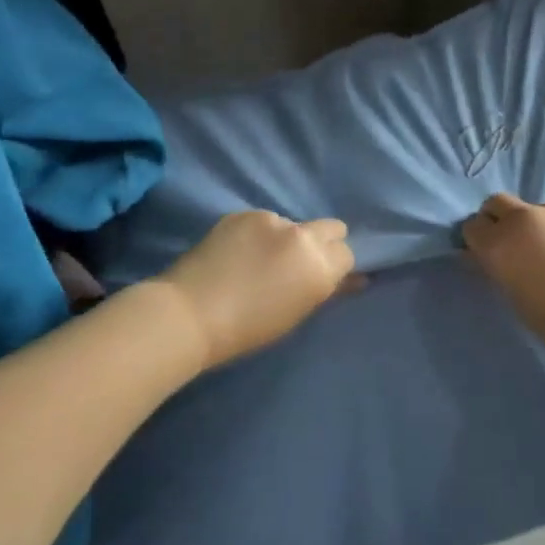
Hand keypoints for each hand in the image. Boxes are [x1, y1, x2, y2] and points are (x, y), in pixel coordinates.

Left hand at [159, 211, 357, 368]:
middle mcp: (302, 237)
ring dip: (285, 238)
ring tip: (257, 261)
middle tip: (298, 263)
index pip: (347, 253)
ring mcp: (272, 220)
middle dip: (323, 242)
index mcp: (319, 267)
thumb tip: (355, 279)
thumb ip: (327, 290)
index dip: (336, 265)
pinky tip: (237, 254)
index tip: (320, 277)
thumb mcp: (296, 314)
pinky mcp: (244, 214)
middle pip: (332, 227)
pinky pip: (263, 222)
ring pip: (293, 225)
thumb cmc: (247, 330)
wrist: (189, 315)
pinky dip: (258, 235)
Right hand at [460, 194, 544, 362]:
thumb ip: (499, 270)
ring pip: (539, 210)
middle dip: (501, 220)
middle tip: (519, 246)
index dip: (480, 241)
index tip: (491, 255)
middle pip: (498, 203)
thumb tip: (486, 255)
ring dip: (544, 226)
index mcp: (501, 245)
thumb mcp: (519, 302)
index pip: (472, 227)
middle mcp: (525, 217)